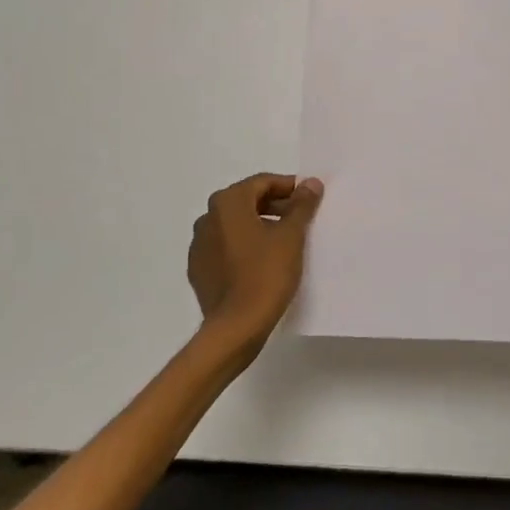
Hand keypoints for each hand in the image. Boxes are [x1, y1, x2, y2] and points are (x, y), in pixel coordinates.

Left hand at [188, 173, 324, 354]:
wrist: (236, 327)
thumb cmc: (266, 274)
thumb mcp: (291, 236)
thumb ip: (301, 205)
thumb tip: (310, 183)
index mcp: (227, 203)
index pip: (261, 182)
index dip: (288, 187)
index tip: (308, 198)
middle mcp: (207, 218)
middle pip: (246, 201)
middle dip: (274, 205)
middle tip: (300, 218)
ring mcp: (199, 245)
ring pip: (234, 225)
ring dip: (258, 225)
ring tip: (284, 241)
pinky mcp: (199, 270)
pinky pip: (224, 247)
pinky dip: (243, 246)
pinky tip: (261, 262)